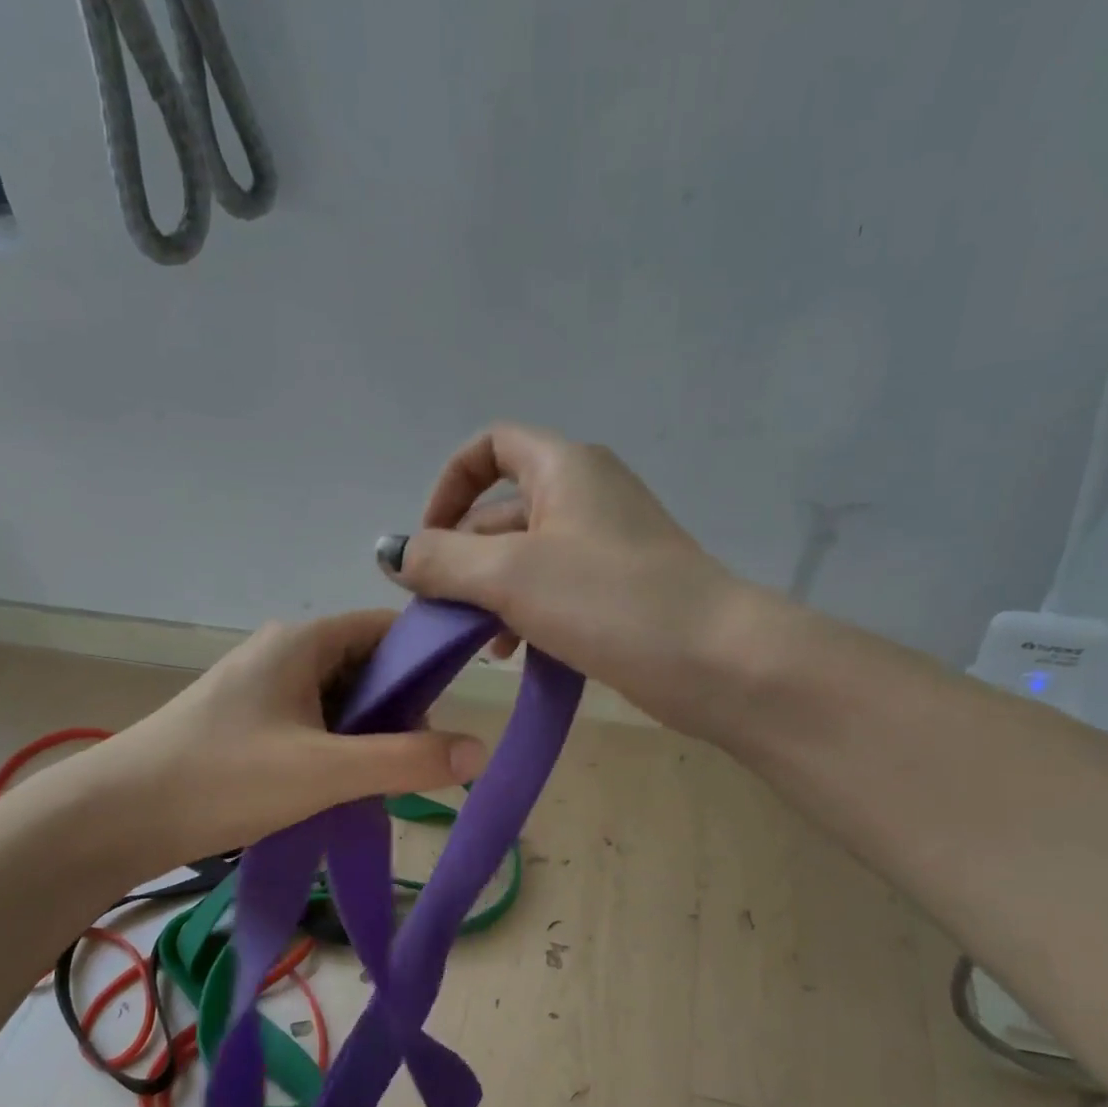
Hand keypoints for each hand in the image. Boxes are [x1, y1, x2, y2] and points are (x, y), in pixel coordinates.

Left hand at [70, 611, 486, 864]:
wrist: (114, 818)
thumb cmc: (222, 779)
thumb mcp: (324, 771)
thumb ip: (406, 761)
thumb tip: (480, 750)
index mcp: (303, 642)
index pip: (388, 630)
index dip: (427, 661)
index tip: (451, 710)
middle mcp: (284, 654)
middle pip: (367, 668)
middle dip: (397, 712)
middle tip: (411, 762)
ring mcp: (262, 690)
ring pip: (340, 703)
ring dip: (366, 738)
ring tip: (376, 783)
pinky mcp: (247, 724)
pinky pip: (312, 726)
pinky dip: (335, 751)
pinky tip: (338, 789)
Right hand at [378, 423, 751, 736]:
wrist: (716, 660)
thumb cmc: (609, 601)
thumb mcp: (509, 576)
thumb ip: (441, 560)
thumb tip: (391, 553)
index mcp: (564, 468)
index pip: (490, 446)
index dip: (448, 486)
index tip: (429, 543)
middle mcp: (587, 495)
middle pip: (502, 513)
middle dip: (464, 560)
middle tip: (441, 613)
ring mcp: (609, 545)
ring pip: (527, 560)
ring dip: (492, 597)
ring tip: (480, 646)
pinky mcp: (621, 591)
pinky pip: (557, 592)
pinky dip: (528, 617)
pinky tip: (517, 657)